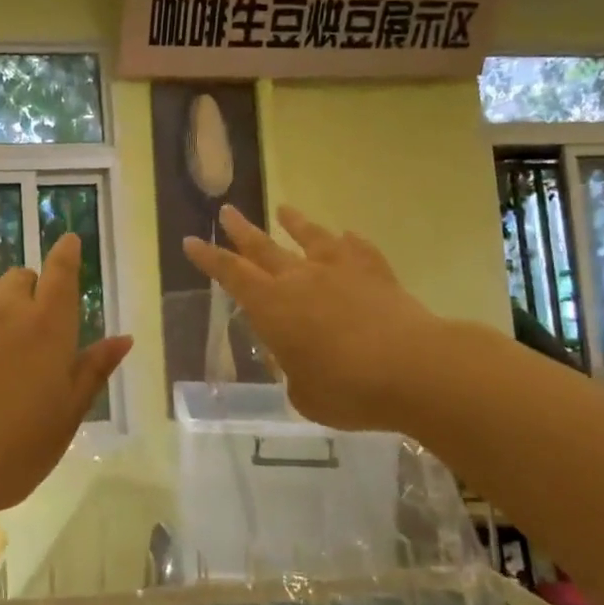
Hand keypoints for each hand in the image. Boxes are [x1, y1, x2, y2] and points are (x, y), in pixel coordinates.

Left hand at [0, 234, 132, 515]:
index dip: (66, 254)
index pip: (62, 275)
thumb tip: (124, 338)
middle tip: (26, 316)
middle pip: (21, 277)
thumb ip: (94, 370)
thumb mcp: (67, 415)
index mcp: (49, 327)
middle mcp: (8, 308)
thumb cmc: (15, 448)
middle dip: (28, 288)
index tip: (69, 241)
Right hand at [183, 205, 432, 432]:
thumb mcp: (304, 394)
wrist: (412, 367)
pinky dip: (348, 241)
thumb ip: (293, 374)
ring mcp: (339, 270)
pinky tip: (346, 235)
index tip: (191, 240)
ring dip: (294, 223)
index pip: (230, 275)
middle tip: (227, 210)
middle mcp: (299, 279)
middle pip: (263, 248)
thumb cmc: (347, 388)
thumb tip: (296, 361)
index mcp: (271, 307)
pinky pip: (356, 248)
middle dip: (241, 231)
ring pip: (310, 238)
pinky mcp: (375, 272)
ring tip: (284, 209)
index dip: (209, 258)